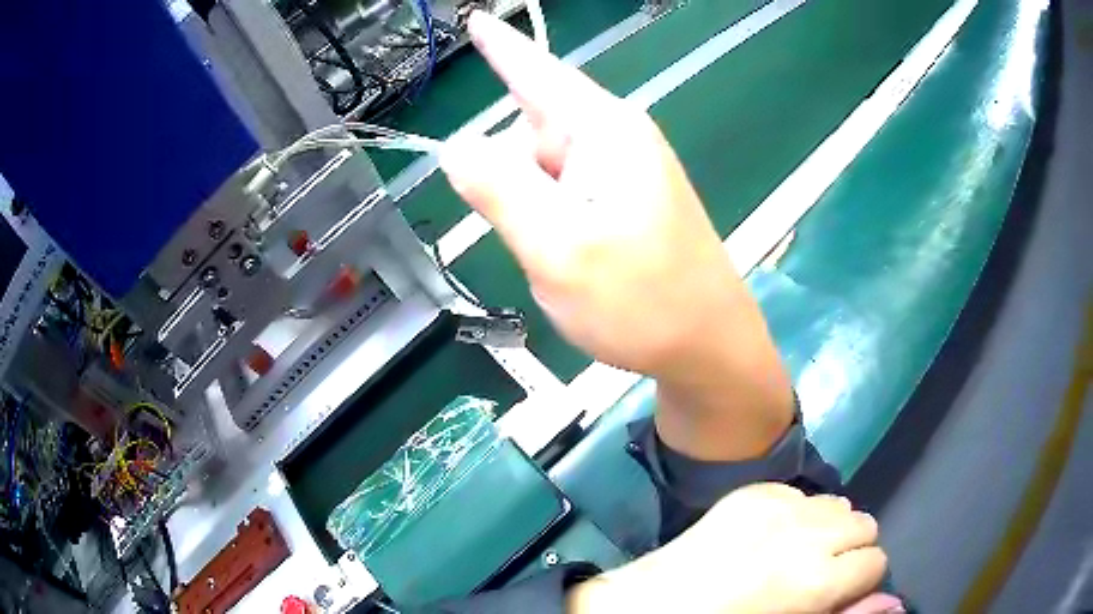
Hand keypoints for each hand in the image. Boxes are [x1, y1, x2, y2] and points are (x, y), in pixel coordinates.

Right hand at [441, 11, 792, 459]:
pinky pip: (566, 195)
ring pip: (545, 172)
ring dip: (536, 213)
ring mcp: (624, 172)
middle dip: (514, 182)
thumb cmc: (642, 301)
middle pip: (531, 134)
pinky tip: (580, 260)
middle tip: (542, 241)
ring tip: (569, 261)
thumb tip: (455, 147)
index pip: (537, 73)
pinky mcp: (627, 200)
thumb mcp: (557, 250)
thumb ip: (500, 191)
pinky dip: (555, 224)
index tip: (474, 19)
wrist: (708, 346)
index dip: (500, 47)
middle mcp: (617, 140)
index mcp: (604, 132)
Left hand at [566, 483, 892, 612]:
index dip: (859, 582)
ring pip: (836, 503)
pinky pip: (797, 494)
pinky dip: (796, 513)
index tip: (838, 594)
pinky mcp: (749, 492)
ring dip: (827, 527)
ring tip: (796, 554)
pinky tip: (769, 538)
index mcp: (816, 578)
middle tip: (819, 576)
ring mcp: (775, 504)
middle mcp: (805, 532)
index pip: (875, 562)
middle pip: (863, 524)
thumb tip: (895, 602)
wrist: (647, 608)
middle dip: (850, 550)